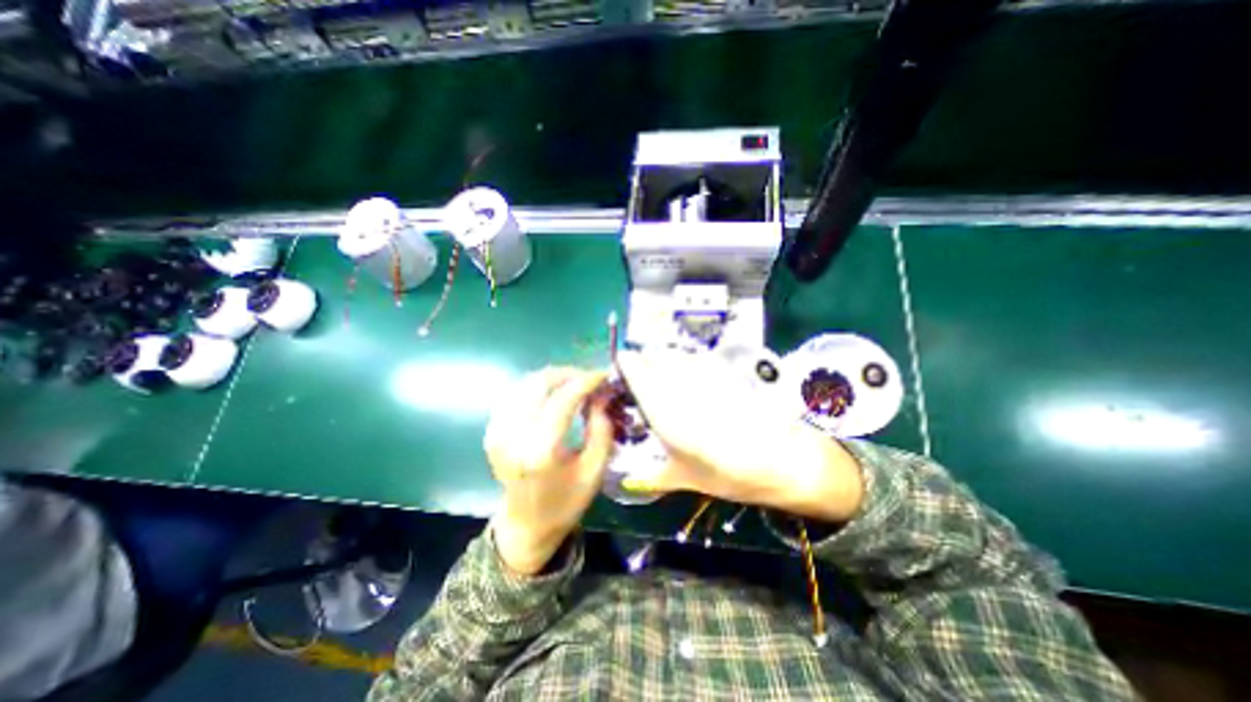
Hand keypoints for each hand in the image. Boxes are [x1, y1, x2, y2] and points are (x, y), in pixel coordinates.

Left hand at [482, 368, 611, 576]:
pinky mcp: (492, 431)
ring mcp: (497, 432)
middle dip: (569, 374)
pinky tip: (553, 394)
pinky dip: (537, 387)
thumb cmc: (565, 502)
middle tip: (590, 379)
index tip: (604, 375)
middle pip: (539, 383)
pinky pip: (515, 394)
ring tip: (575, 384)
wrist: (525, 525)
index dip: (585, 382)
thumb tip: (602, 394)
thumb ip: (602, 429)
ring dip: (553, 378)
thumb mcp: (594, 470)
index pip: (563, 400)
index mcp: (540, 452)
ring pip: (525, 383)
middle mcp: (513, 436)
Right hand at [615, 348, 861, 522]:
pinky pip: (696, 357)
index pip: (638, 374)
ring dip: (665, 359)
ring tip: (665, 372)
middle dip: (644, 361)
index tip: (621, 362)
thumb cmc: (730, 475)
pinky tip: (690, 372)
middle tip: (642, 373)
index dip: (627, 364)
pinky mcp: (725, 371)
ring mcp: (705, 377)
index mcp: (666, 415)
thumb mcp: (687, 479)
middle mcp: (681, 388)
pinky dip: (687, 360)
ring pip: (675, 354)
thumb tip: (630, 480)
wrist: (783, 460)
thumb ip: (653, 476)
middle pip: (655, 358)